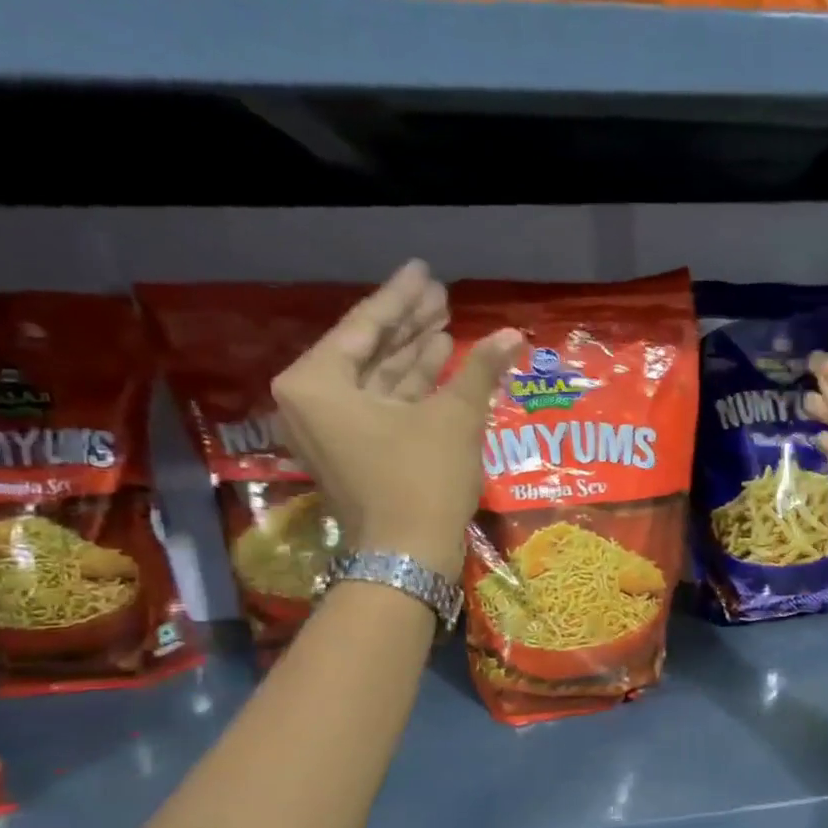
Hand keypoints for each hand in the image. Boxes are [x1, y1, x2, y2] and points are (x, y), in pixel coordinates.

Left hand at [272, 260, 521, 575]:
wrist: (408, 556)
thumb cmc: (422, 479)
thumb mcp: (453, 417)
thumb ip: (480, 370)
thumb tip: (514, 335)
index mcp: (316, 382)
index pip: (365, 326)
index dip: (401, 297)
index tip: (425, 271)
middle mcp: (313, 401)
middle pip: (368, 350)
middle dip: (408, 324)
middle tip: (442, 295)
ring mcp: (332, 430)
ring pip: (377, 379)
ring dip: (414, 354)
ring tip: (447, 323)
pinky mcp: (354, 452)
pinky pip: (381, 406)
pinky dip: (412, 387)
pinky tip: (443, 363)